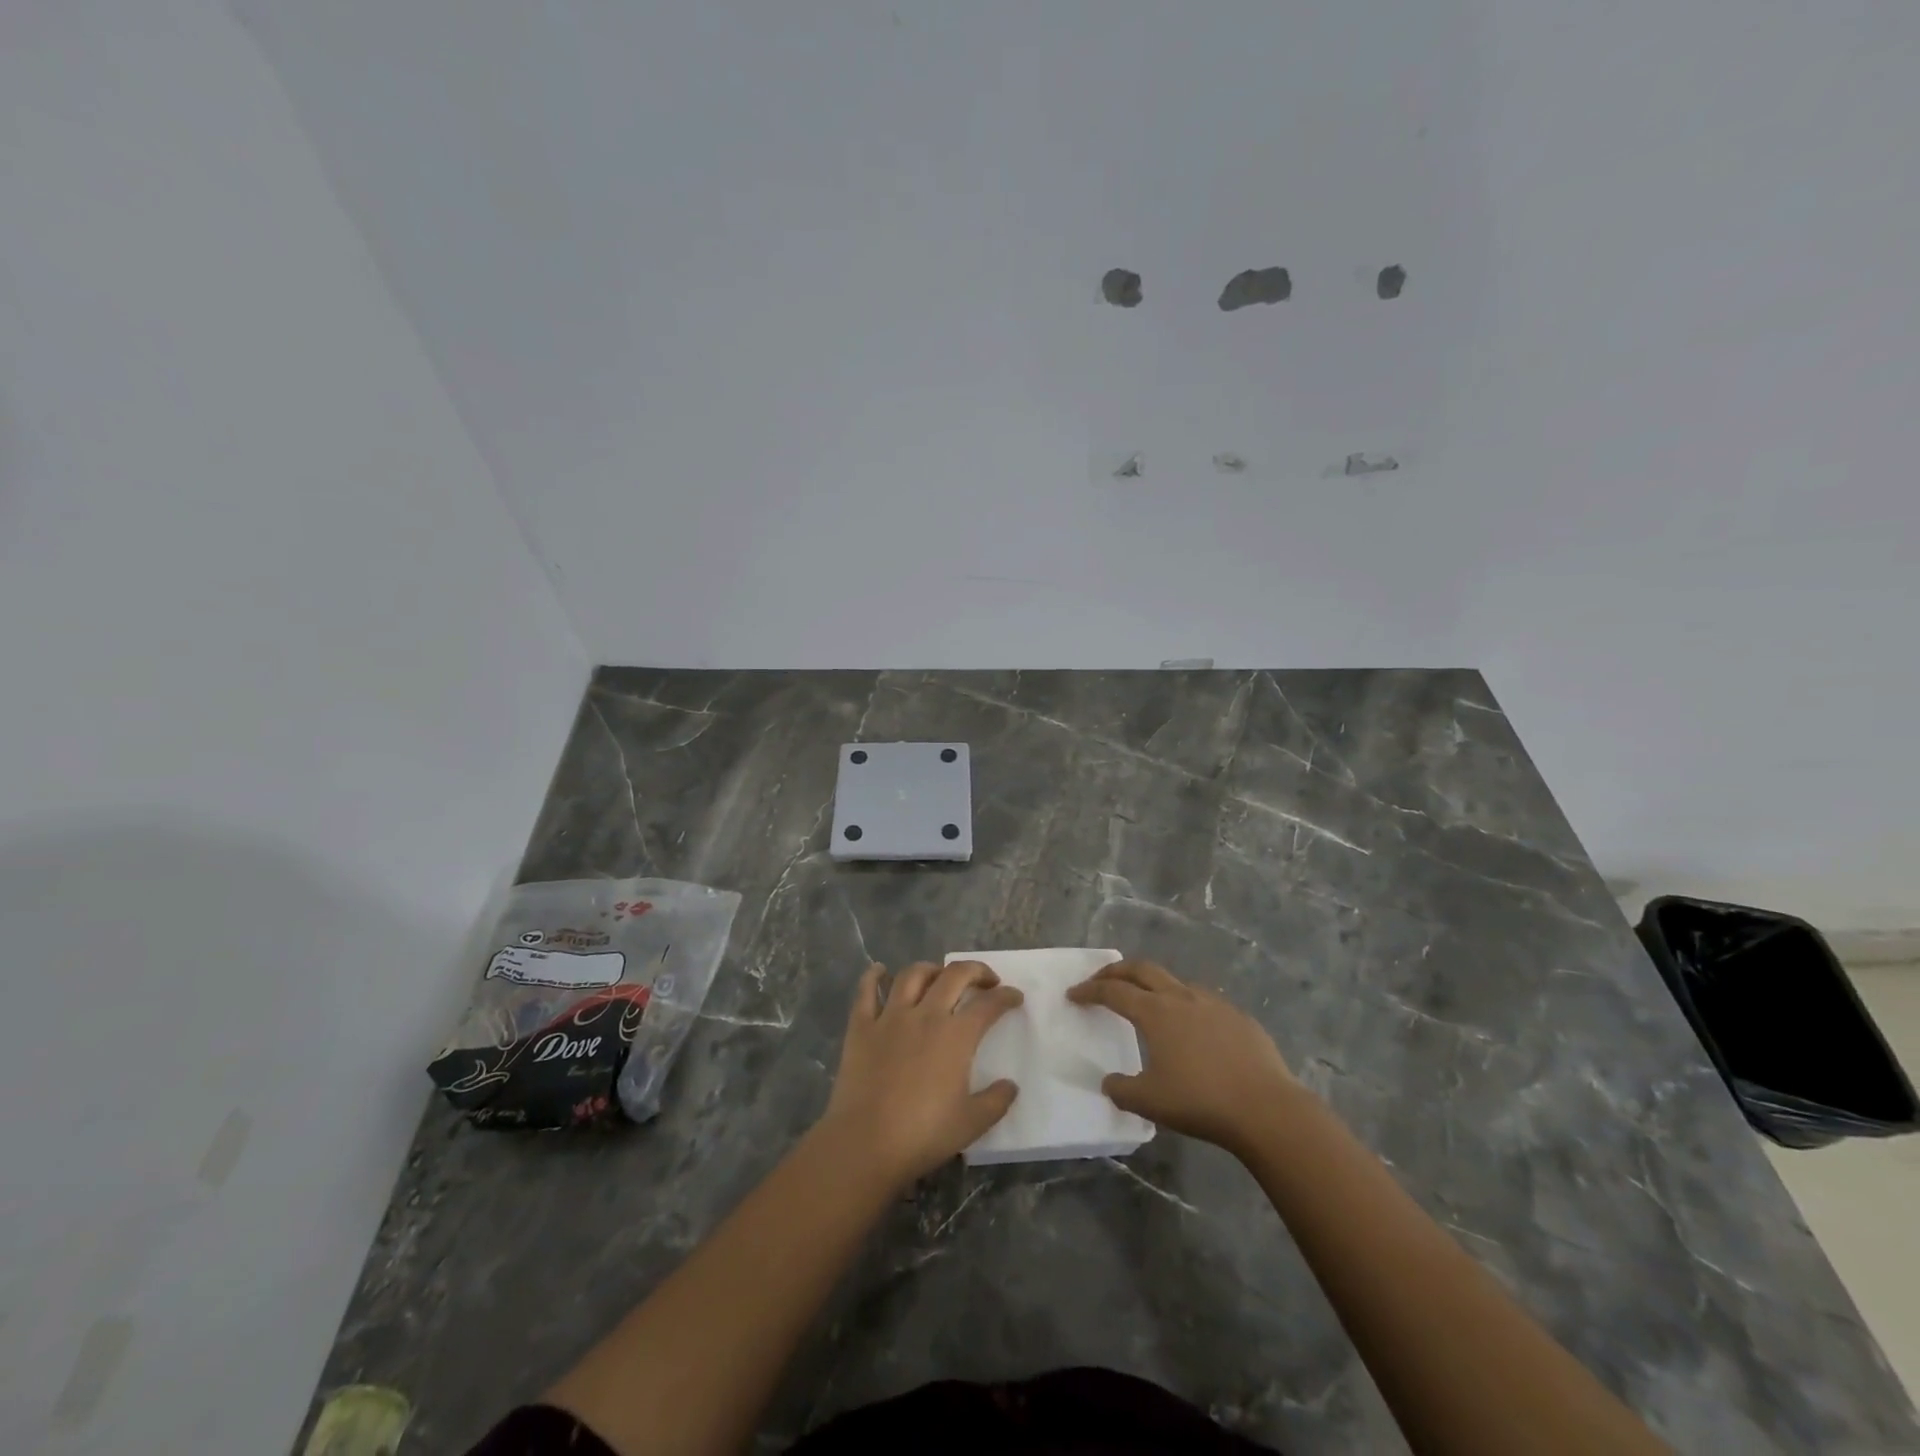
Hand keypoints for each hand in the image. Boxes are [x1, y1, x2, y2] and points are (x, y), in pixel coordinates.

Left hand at [820, 961, 1023, 1186]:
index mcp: (956, 1036)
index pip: (988, 1004)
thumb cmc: (922, 1135)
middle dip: (975, 970)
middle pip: (953, 975)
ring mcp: (890, 1017)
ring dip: (931, 969)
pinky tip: (879, 970)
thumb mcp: (971, 1124)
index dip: (1006, 996)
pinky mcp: (861, 1027)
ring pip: (912, 975)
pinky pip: (866, 991)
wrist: (865, 1144)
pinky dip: (873, 976)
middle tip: (985, 980)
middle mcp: (925, 1015)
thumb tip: (1010, 1085)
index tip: (1015, 997)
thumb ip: (996, 1101)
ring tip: (939, 977)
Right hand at [1068, 960, 1298, 1156]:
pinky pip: (1203, 1001)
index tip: (1073, 994)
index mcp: (1155, 1012)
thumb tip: (1109, 1082)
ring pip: (1174, 981)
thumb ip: (1122, 1090)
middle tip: (1100, 980)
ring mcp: (1213, 1003)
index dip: (1089, 991)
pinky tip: (1192, 1027)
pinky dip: (1185, 1004)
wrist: (1267, 1108)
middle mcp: (1181, 997)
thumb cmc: (1201, 1101)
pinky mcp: (1239, 1017)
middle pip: (1141, 969)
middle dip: (1116, 971)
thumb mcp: (1150, 1102)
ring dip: (1153, 984)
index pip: (1113, 992)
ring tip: (1146, 1001)